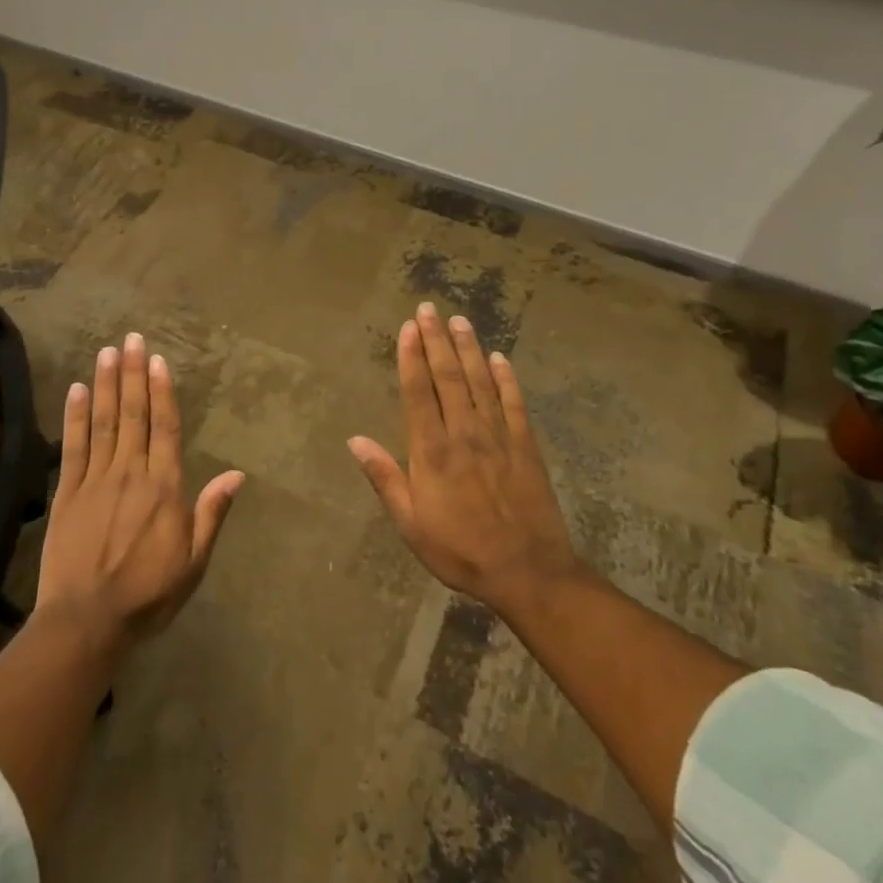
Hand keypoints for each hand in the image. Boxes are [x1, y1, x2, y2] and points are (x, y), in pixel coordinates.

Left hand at [37, 333, 243, 647]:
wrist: (86, 623)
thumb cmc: (147, 595)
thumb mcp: (193, 563)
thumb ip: (212, 514)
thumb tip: (237, 475)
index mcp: (164, 488)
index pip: (164, 428)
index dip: (162, 390)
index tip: (157, 359)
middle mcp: (130, 473)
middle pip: (133, 414)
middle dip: (133, 373)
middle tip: (131, 337)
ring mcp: (95, 480)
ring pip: (103, 422)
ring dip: (106, 385)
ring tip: (107, 352)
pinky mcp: (66, 493)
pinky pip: (72, 447)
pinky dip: (75, 417)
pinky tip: (76, 390)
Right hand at [349, 303, 586, 618]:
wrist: (528, 573)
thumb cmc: (460, 550)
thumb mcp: (411, 523)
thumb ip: (385, 477)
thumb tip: (354, 440)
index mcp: (431, 451)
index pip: (418, 392)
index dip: (411, 357)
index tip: (407, 327)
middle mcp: (463, 433)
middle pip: (448, 376)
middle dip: (436, 340)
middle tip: (428, 309)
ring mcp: (498, 436)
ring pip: (480, 381)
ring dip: (468, 348)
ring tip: (459, 320)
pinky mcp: (526, 445)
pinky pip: (514, 403)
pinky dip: (506, 378)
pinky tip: (499, 358)